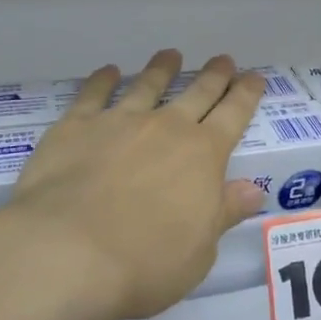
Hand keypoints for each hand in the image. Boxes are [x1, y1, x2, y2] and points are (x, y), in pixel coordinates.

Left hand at [0, 51, 266, 319]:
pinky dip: (103, 80)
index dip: (246, 94)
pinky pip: (94, 94)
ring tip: (170, 55)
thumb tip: (253, 190)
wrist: (66, 253)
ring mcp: (120, 122)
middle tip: (223, 59)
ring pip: (148, 85)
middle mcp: (166, 128)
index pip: (234, 115)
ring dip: (162, 68)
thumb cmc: (143, 264)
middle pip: (197, 93)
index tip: (254, 77)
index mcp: (203, 156)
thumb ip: (223, 213)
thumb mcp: (198, 252)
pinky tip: (108, 72)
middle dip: (214, 75)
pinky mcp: (76, 126)